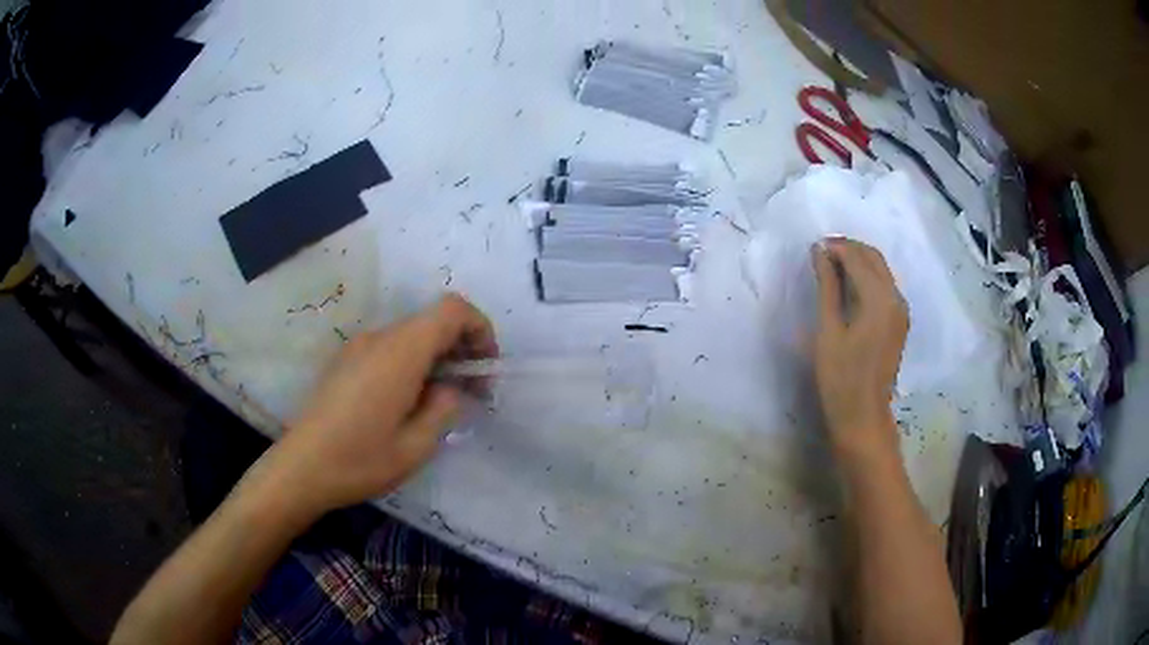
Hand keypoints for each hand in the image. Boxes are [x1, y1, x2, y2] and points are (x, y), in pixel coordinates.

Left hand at [270, 294, 497, 515]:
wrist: (301, 468)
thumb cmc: (360, 460)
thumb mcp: (416, 446)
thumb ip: (444, 408)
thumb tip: (449, 389)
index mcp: (400, 352)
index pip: (451, 310)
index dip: (479, 328)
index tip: (485, 368)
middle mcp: (379, 338)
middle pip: (432, 322)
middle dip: (460, 349)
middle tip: (471, 394)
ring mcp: (358, 347)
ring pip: (411, 336)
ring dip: (435, 359)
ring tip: (438, 404)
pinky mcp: (345, 361)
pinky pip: (389, 349)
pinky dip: (411, 364)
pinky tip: (405, 404)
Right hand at [811, 238, 907, 463]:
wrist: (863, 415)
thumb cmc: (840, 376)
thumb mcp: (828, 330)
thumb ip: (827, 286)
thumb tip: (820, 252)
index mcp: (879, 299)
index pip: (858, 257)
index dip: (835, 247)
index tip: (813, 247)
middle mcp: (896, 298)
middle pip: (874, 258)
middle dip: (849, 249)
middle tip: (821, 253)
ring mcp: (901, 310)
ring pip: (881, 270)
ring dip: (859, 261)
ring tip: (831, 266)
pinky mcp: (900, 321)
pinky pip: (885, 286)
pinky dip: (868, 277)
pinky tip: (849, 285)